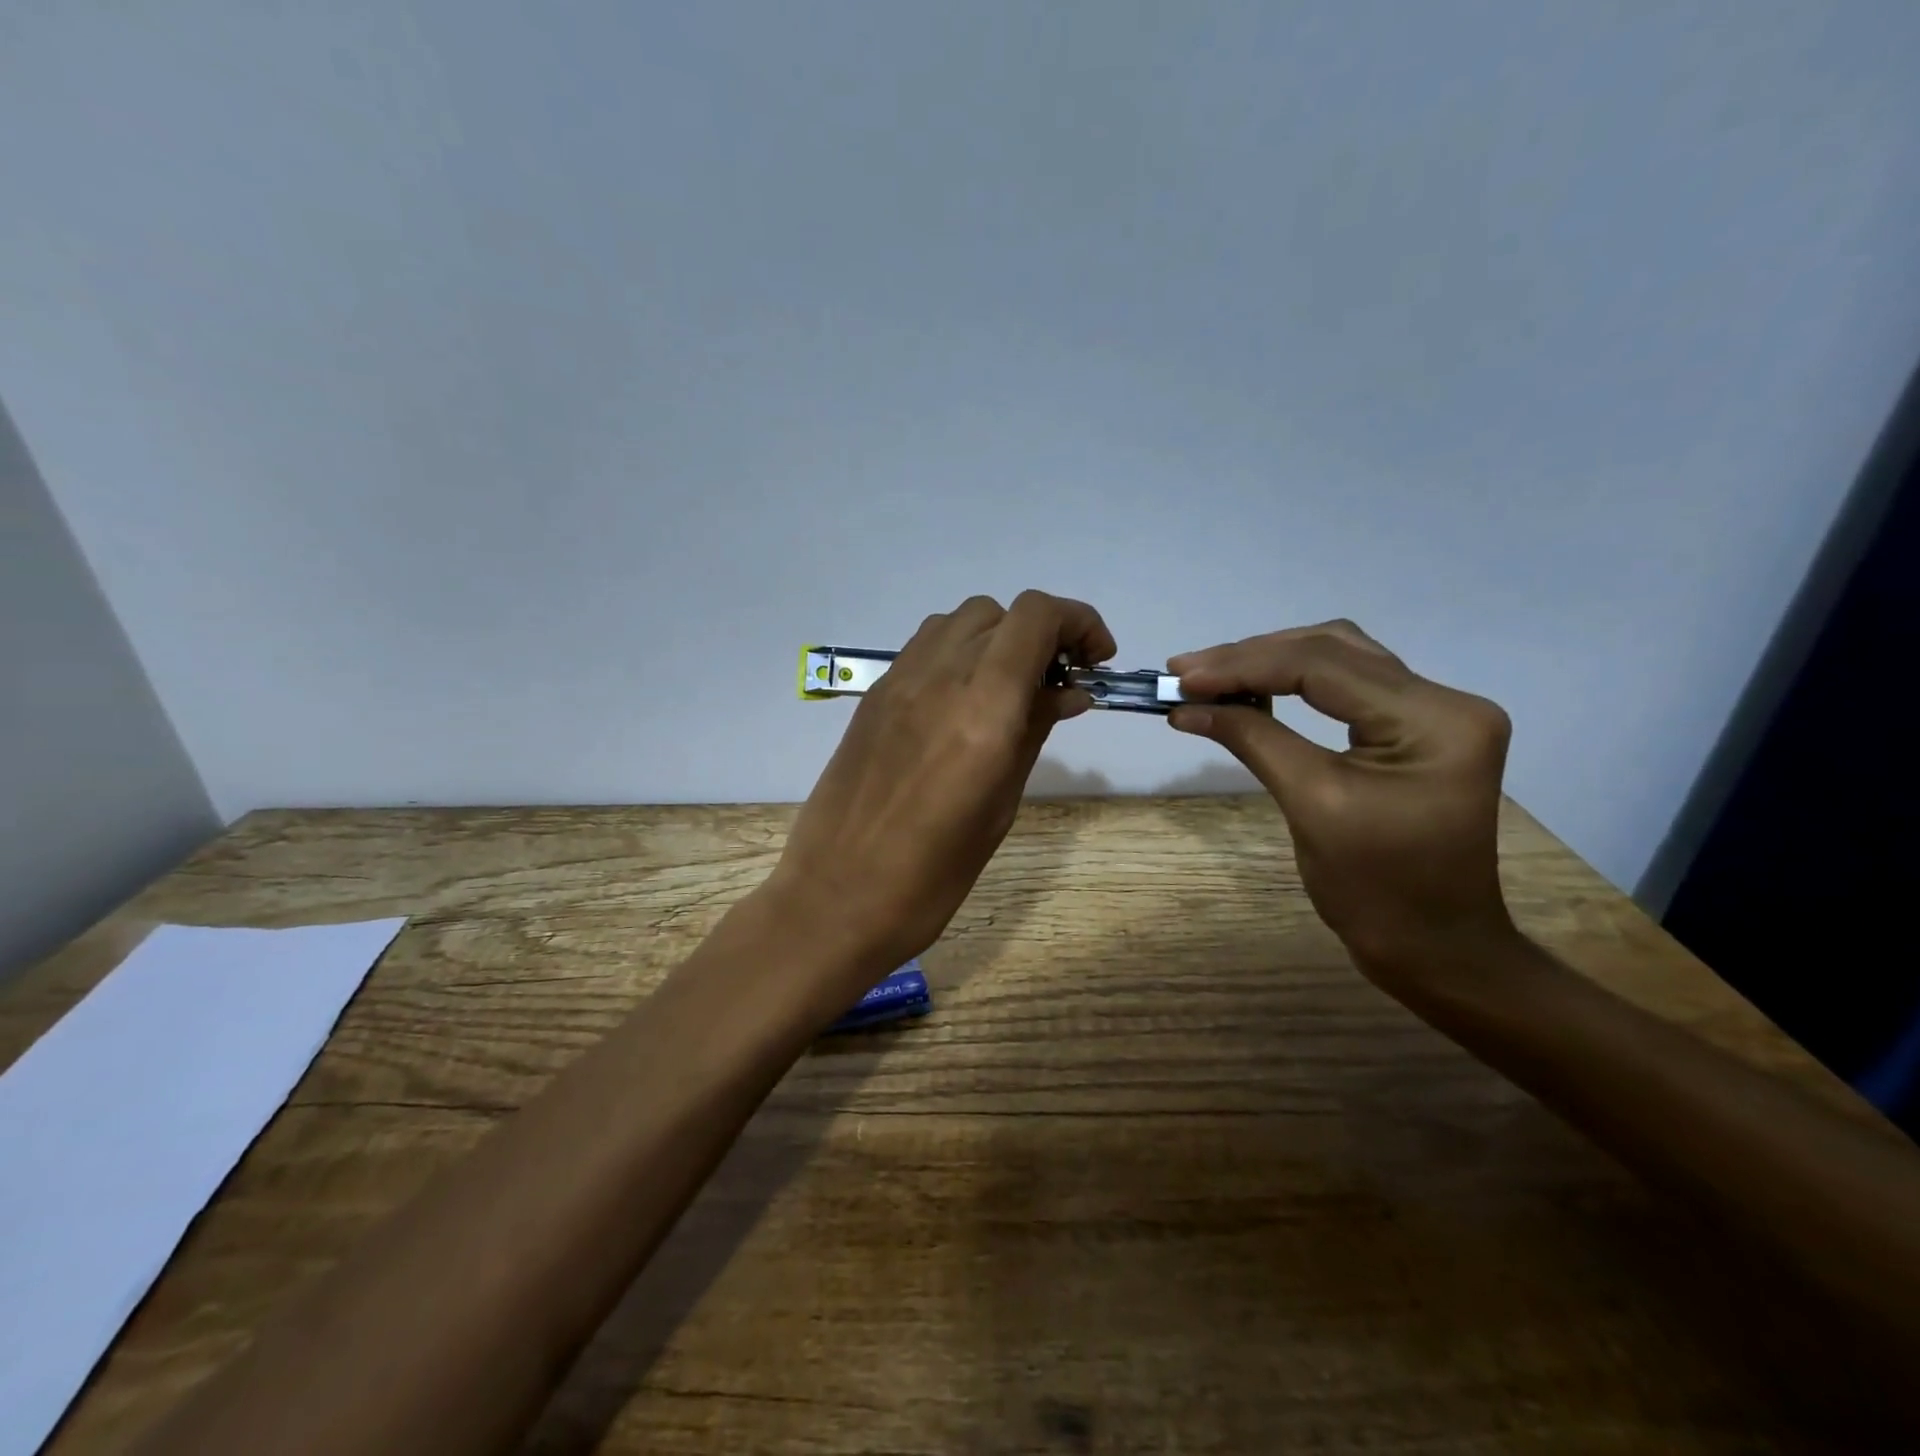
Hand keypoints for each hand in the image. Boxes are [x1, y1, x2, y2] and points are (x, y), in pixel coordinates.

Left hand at [769, 591, 1115, 992]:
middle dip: (1042, 634)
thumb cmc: (933, 874)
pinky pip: (925, 647)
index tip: (1096, 661)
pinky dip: (960, 653)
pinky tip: (965, 700)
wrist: (835, 897)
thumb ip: (1033, 733)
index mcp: (983, 709)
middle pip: (1000, 613)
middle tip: (1058, 682)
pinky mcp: (873, 697)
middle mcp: (939, 677)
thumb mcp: (1000, 806)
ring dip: (998, 638)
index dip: (1078, 622)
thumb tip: (1067, 691)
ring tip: (1011, 688)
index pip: (1035, 617)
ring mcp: (898, 682)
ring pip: (960, 621)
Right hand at [1166, 620, 1517, 984]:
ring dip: (1269, 661)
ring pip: (1338, 658)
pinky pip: (1346, 685)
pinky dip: (1291, 680)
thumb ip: (1252, 740)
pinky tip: (1250, 687)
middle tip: (1185, 671)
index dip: (1245, 666)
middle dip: (1252, 656)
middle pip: (1333, 650)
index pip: (1325, 667)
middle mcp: (1445, 701)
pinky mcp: (1415, 727)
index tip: (1181, 676)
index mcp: (1435, 721)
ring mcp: (1434, 712)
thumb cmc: (1376, 889)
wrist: (1432, 944)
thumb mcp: (1310, 805)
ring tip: (1207, 674)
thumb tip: (1185, 706)